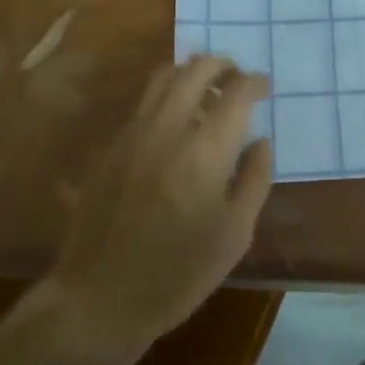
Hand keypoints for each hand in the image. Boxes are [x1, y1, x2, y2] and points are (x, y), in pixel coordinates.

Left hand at [48, 56, 273, 350]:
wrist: (100, 298)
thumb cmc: (178, 274)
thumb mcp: (235, 235)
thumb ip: (254, 180)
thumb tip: (261, 142)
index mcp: (205, 150)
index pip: (236, 93)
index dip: (254, 82)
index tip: (264, 87)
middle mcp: (168, 128)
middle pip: (196, 69)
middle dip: (222, 65)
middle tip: (237, 78)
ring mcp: (133, 133)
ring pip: (163, 77)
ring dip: (190, 73)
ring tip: (206, 91)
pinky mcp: (110, 146)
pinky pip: (142, 103)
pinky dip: (166, 96)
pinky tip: (174, 121)